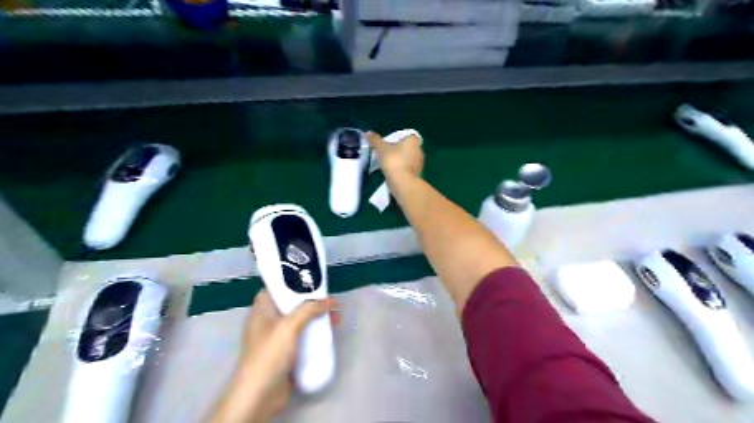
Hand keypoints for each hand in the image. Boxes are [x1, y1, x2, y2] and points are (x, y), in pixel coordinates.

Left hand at [208, 290, 338, 422]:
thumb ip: (309, 309)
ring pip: (300, 321)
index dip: (293, 282)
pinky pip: (303, 337)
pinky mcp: (286, 353)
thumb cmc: (270, 354)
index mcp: (262, 310)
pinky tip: (329, 335)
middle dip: (313, 302)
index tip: (313, 282)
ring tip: (336, 320)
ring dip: (317, 318)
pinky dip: (315, 334)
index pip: (276, 288)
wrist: (259, 396)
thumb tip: (330, 300)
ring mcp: (277, 338)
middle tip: (332, 303)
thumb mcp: (289, 326)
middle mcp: (268, 321)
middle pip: (293, 304)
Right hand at [367, 130, 422, 177]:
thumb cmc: (393, 160)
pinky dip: (401, 169)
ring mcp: (419, 163)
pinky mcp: (417, 174)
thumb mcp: (381, 148)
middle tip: (386, 153)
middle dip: (398, 150)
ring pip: (407, 158)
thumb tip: (368, 132)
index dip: (397, 139)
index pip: (406, 136)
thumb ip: (375, 140)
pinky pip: (407, 168)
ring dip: (399, 160)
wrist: (402, 182)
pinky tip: (392, 172)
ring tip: (387, 163)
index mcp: (413, 140)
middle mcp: (419, 150)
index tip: (388, 144)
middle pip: (407, 147)